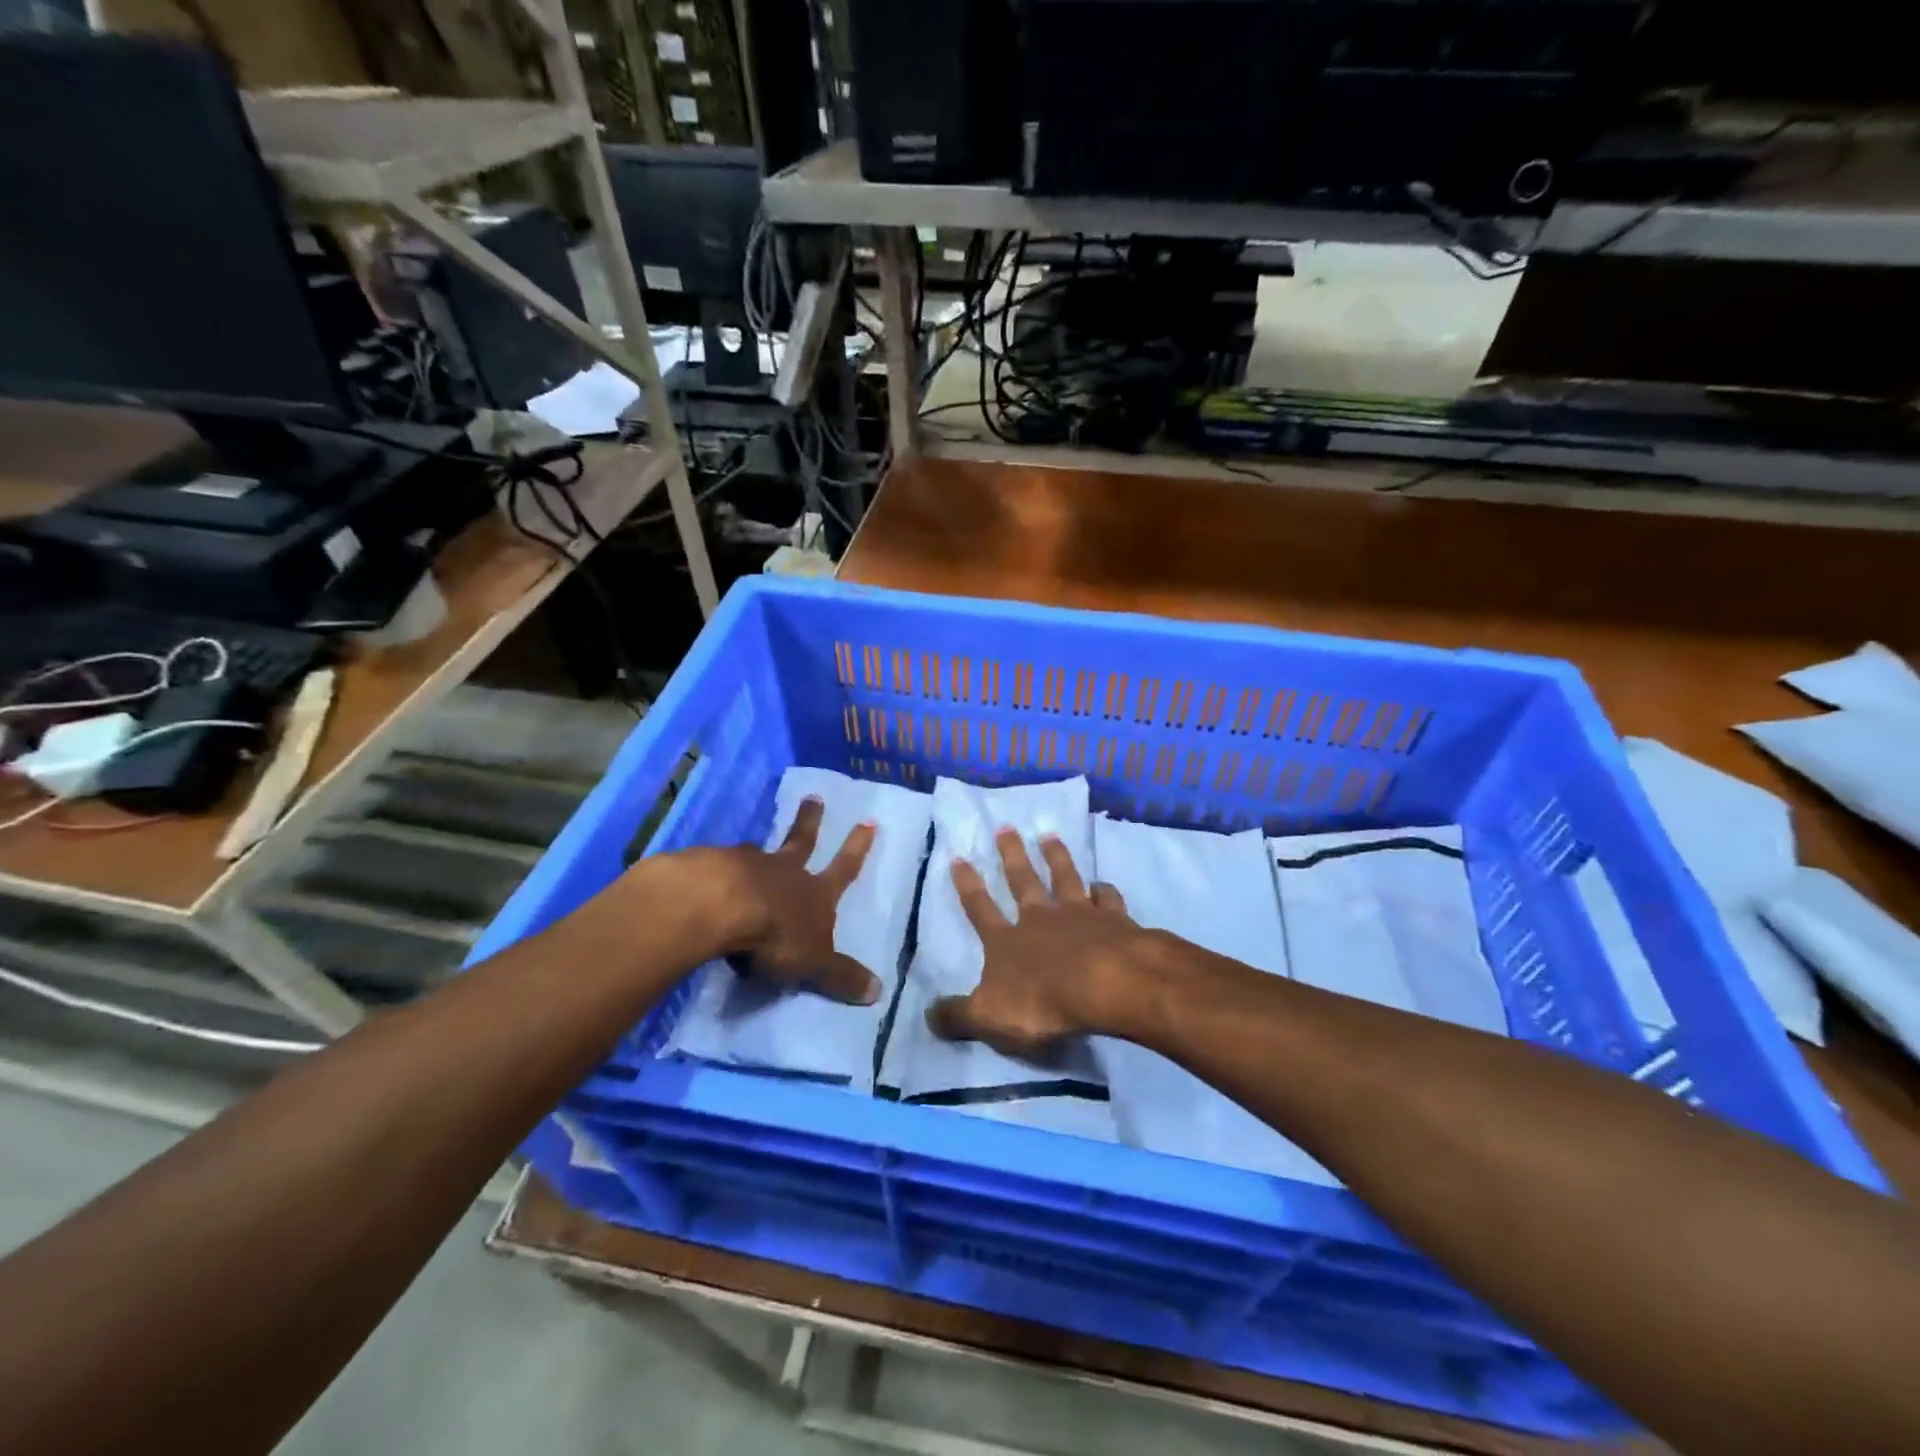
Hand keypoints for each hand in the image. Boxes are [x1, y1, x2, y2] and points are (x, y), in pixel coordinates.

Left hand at [690, 797, 881, 1005]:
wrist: (720, 906)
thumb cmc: (775, 934)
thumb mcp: (814, 963)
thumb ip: (841, 976)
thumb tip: (880, 992)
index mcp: (814, 893)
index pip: (844, 869)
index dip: (858, 848)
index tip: (868, 821)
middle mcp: (784, 872)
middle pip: (801, 841)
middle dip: (811, 821)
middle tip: (813, 797)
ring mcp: (746, 866)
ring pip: (757, 852)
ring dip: (758, 848)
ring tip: (752, 843)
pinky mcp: (710, 868)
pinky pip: (719, 866)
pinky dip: (718, 869)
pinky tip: (707, 876)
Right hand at [928, 829, 1154, 1057]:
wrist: (1106, 985)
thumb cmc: (1042, 1002)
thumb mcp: (989, 1017)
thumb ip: (958, 1016)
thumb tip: (927, 1014)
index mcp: (1007, 942)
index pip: (980, 909)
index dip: (968, 886)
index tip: (959, 857)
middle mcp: (1041, 919)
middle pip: (1024, 881)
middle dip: (1012, 855)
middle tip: (1006, 826)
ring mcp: (1080, 915)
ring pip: (1065, 878)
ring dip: (1056, 857)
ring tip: (1049, 835)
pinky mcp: (1115, 921)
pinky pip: (1108, 899)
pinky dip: (1105, 889)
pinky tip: (1103, 884)